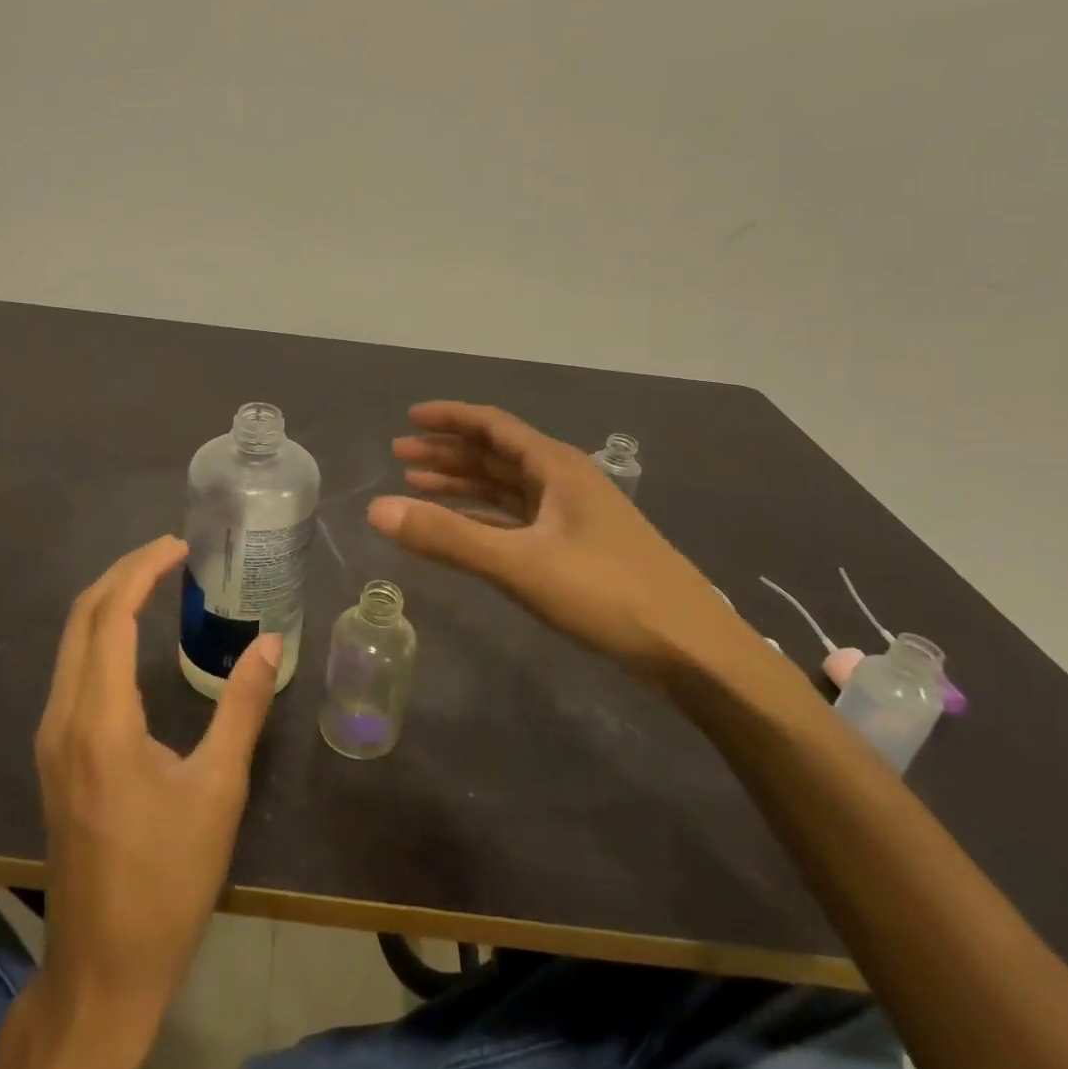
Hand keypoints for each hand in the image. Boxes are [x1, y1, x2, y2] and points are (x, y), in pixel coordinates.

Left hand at [34, 534, 282, 1038]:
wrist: (103, 967)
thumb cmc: (167, 879)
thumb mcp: (218, 790)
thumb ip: (243, 707)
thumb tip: (270, 642)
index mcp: (99, 720)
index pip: (109, 615)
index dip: (142, 570)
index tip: (180, 546)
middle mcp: (63, 718)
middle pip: (81, 617)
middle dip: (122, 573)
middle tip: (171, 553)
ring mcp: (51, 738)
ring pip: (71, 642)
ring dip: (108, 600)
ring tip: (157, 580)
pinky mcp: (54, 755)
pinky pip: (72, 669)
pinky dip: (100, 633)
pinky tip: (133, 636)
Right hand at [367, 401, 770, 684]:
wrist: (691, 650)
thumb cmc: (607, 594)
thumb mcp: (519, 564)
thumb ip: (447, 537)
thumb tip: (376, 509)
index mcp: (556, 467)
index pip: (493, 426)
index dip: (450, 418)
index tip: (409, 418)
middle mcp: (564, 480)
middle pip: (496, 454)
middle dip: (448, 452)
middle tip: (400, 457)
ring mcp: (573, 515)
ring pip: (507, 487)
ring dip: (463, 484)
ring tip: (418, 486)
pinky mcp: (577, 547)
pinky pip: (518, 518)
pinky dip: (484, 516)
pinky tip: (462, 526)